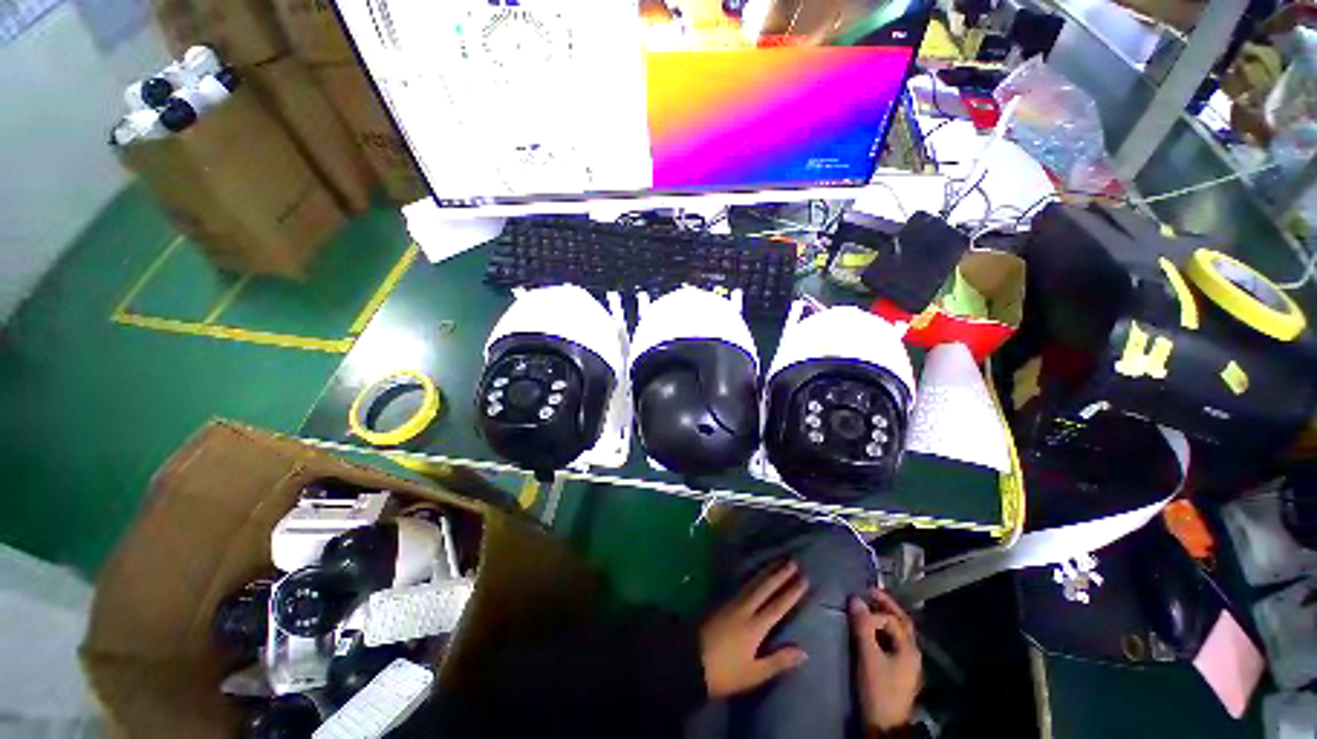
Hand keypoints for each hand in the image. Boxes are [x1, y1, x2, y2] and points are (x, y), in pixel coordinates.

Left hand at [700, 560, 808, 697]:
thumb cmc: (724, 672)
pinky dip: (753, 578)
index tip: (804, 579)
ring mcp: (731, 603)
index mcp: (754, 626)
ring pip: (752, 583)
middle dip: (779, 574)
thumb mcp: (753, 673)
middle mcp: (744, 609)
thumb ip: (778, 661)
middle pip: (764, 588)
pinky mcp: (721, 603)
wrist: (690, 659)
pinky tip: (755, 576)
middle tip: (792, 561)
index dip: (791, 592)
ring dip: (766, 572)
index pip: (777, 606)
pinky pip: (742, 585)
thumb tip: (804, 651)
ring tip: (777, 562)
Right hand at [849, 588, 921, 734]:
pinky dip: (882, 630)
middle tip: (868, 592)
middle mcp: (912, 653)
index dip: (873, 612)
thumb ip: (863, 627)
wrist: (884, 725)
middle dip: (886, 606)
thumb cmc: (878, 689)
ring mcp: (907, 663)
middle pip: (901, 623)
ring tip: (867, 607)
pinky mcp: (898, 670)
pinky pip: (892, 642)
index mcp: (909, 649)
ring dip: (884, 618)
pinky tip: (870, 630)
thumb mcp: (868, 656)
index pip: (892, 619)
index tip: (854, 603)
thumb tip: (855, 598)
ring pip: (897, 633)